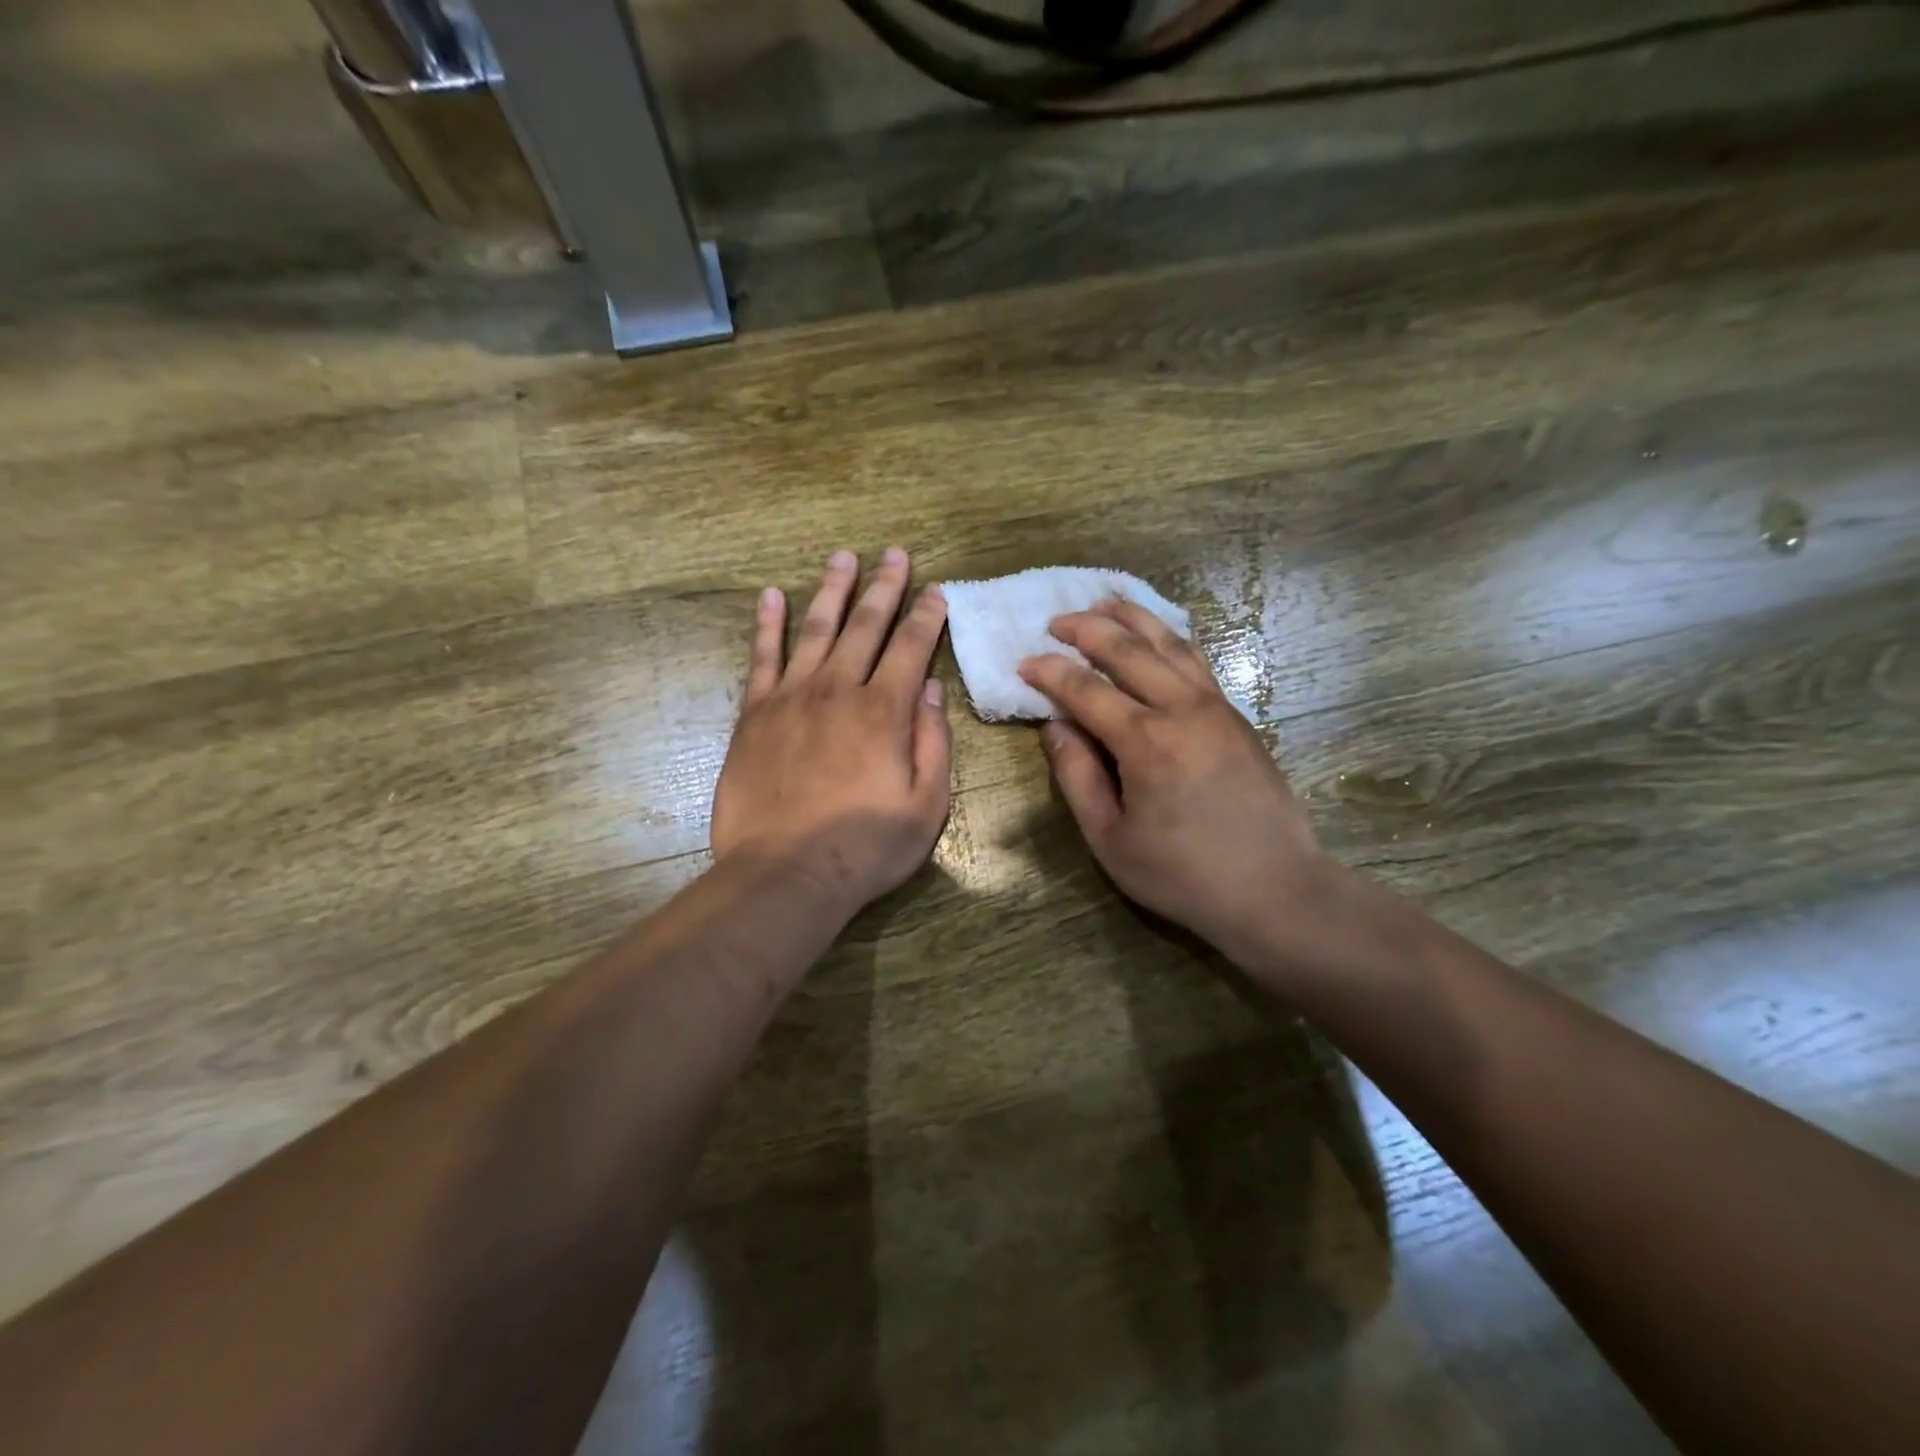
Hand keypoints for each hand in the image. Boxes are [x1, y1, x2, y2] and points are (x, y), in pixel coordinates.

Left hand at [712, 548, 951, 914]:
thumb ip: (932, 742)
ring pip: (815, 629)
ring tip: (841, 557)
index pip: (911, 648)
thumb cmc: (865, 846)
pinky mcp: (755, 714)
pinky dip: (767, 625)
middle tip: (894, 553)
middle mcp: (839, 690)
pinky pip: (761, 658)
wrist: (785, 873)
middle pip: (865, 625)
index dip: (926, 615)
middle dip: (884, 586)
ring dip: (832, 591)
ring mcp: (791, 697)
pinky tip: (771, 597)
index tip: (935, 589)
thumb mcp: (926, 805)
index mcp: (885, 711)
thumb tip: (930, 690)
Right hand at [1019, 599, 1341, 981]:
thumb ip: (1077, 776)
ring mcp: (1216, 706)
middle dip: (1086, 629)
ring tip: (1102, 602)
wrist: (1275, 889)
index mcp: (1146, 742)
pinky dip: (1170, 636)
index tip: (1024, 663)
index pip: (1085, 689)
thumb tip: (1055, 726)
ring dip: (1131, 617)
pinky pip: (1197, 659)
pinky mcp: (1236, 714)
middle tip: (1055, 622)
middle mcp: (1182, 709)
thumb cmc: (1182, 874)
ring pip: (1169, 642)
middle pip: (1128, 650)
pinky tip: (1157, 632)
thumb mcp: (1110, 838)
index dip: (1049, 672)